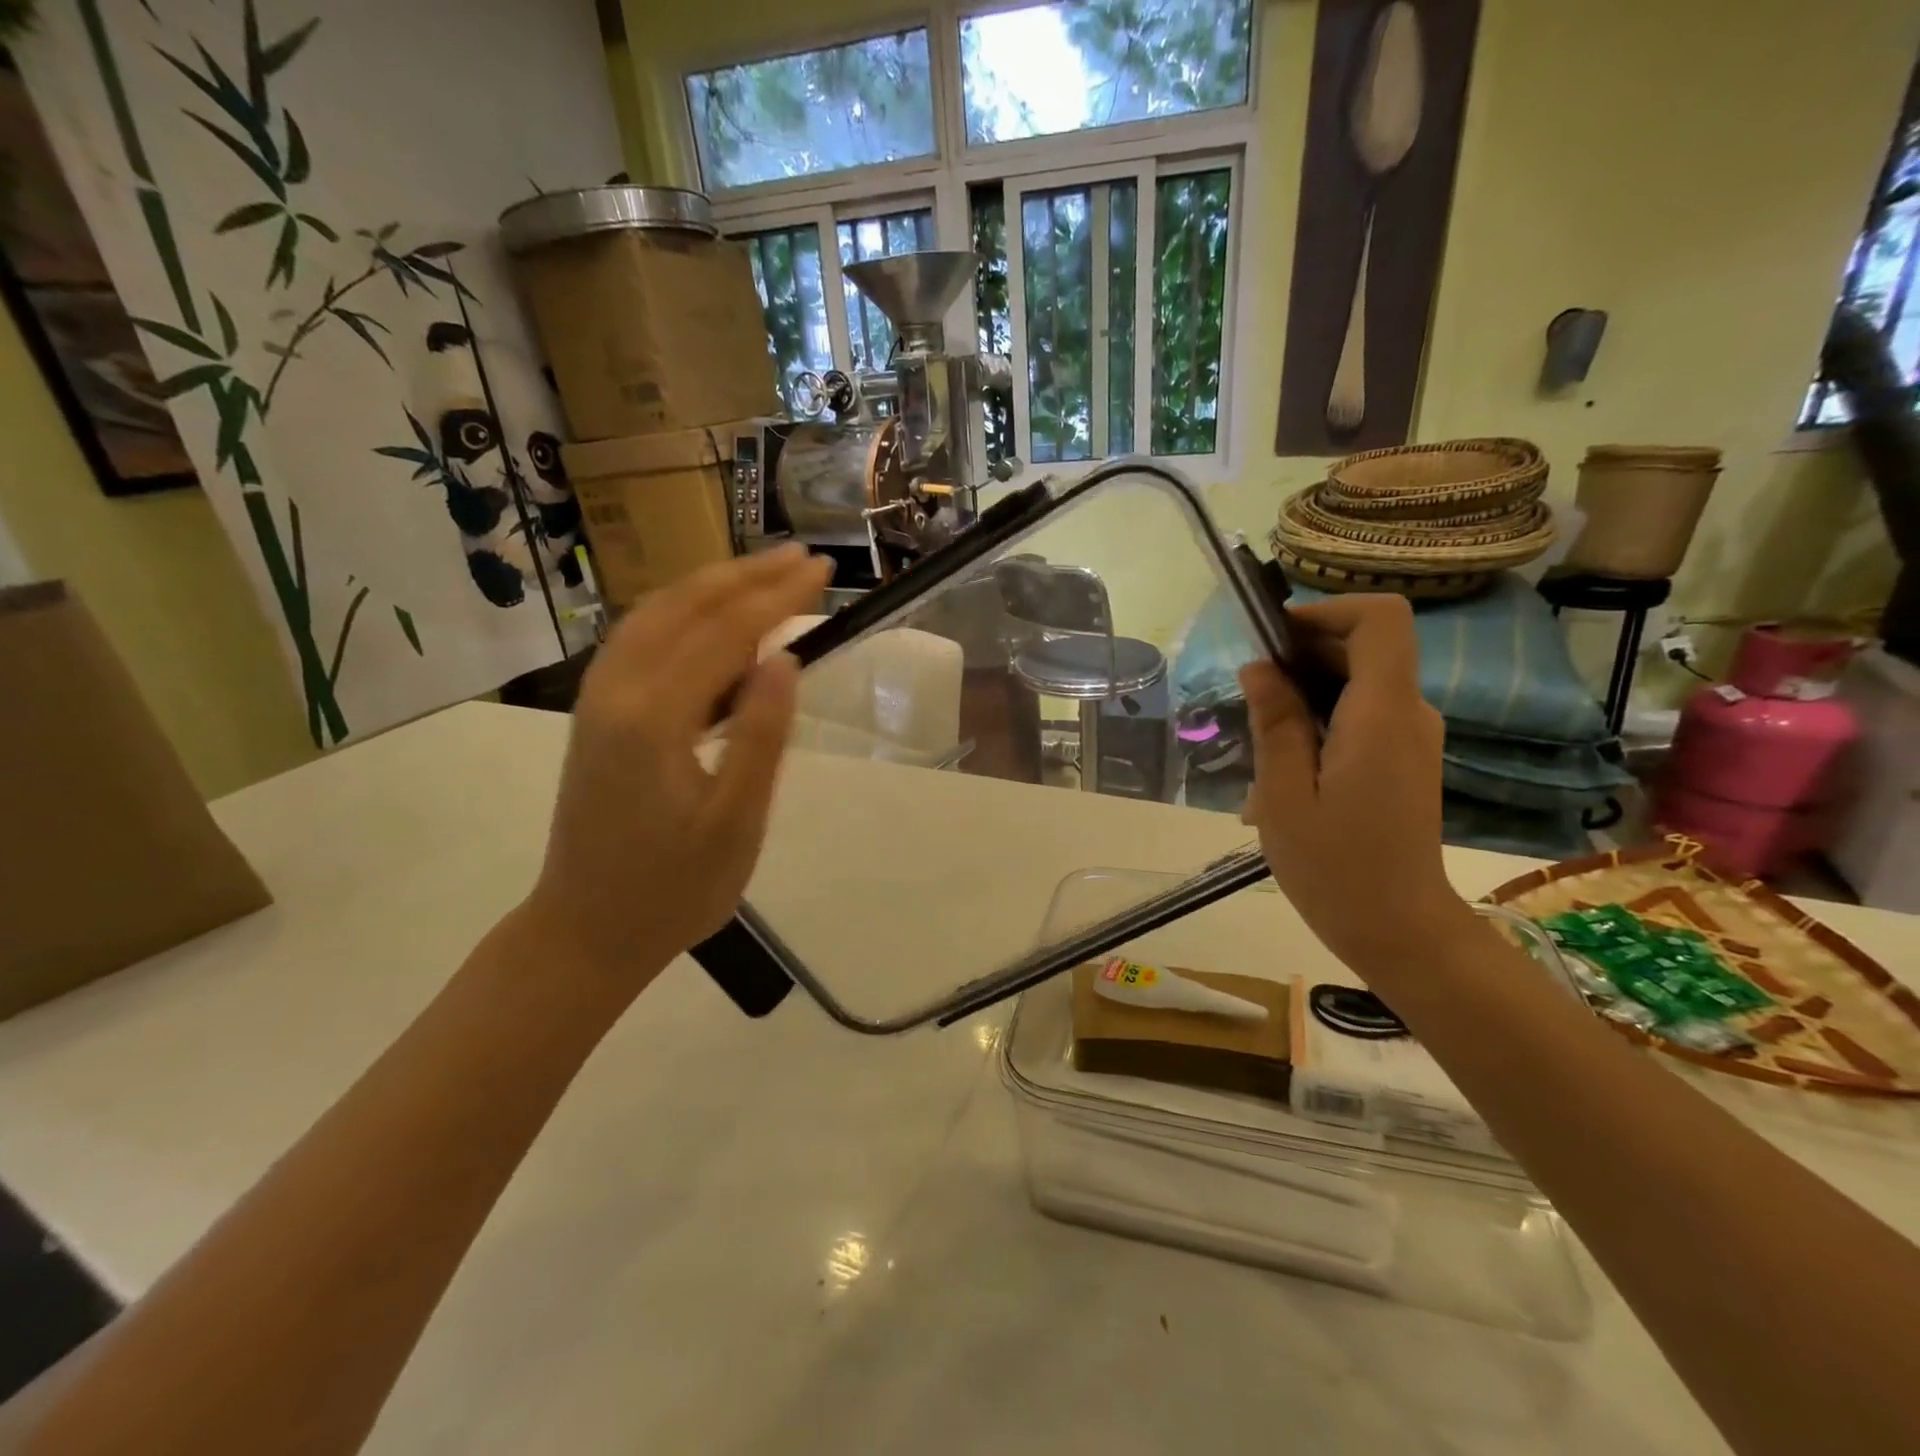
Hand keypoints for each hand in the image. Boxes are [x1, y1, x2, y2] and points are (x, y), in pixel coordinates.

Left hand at [521, 546, 832, 988]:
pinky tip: (710, 618)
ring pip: (655, 615)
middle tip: (803, 558)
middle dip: (746, 576)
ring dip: (712, 586)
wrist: (584, 931)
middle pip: (684, 606)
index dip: (777, 596)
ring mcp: (597, 699)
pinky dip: (682, 613)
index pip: (725, 632)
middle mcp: (616, 691)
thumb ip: (759, 737)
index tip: (822, 571)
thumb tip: (784, 659)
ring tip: (764, 574)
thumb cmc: (672, 890)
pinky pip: (640, 639)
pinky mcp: (596, 714)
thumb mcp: (734, 824)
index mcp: (653, 717)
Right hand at [1238, 594, 1477, 980]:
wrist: (1400, 930)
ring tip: (1260, 744)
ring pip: (1358, 680)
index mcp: (1381, 715)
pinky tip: (1286, 768)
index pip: (1380, 620)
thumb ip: (1274, 722)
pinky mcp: (1404, 757)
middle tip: (1249, 698)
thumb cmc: (1333, 868)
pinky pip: (1361, 713)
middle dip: (1301, 654)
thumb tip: (1259, 666)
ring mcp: (1411, 736)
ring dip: (1304, 692)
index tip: (1273, 639)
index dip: (1326, 612)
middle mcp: (1408, 713)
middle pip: (1364, 645)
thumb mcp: (1283, 795)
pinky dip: (1320, 720)